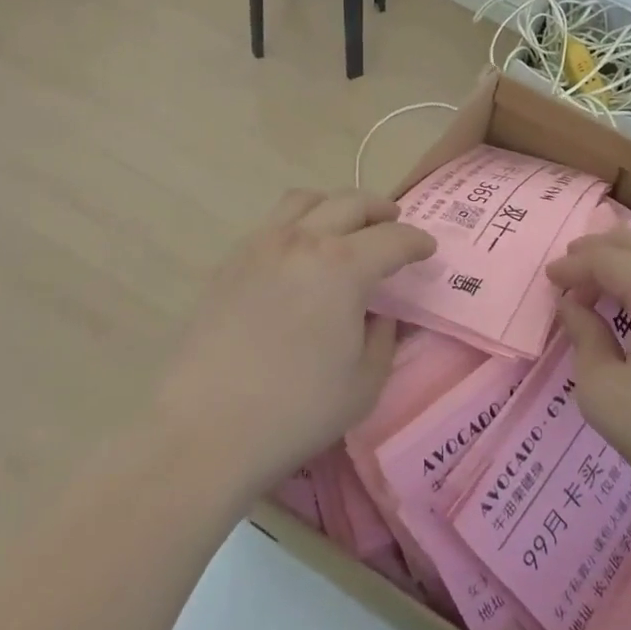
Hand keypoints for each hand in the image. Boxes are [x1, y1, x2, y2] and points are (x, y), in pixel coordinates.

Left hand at [154, 190, 435, 498]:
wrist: (203, 430)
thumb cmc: (295, 410)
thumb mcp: (364, 383)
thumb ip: (382, 337)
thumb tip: (379, 312)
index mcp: (343, 266)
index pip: (393, 238)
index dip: (417, 242)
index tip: (427, 249)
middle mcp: (303, 240)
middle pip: (351, 202)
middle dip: (381, 209)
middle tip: (393, 223)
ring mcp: (260, 245)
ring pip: (306, 199)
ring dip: (335, 205)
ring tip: (345, 226)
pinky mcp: (229, 262)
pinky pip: (272, 222)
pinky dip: (298, 222)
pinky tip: (299, 253)